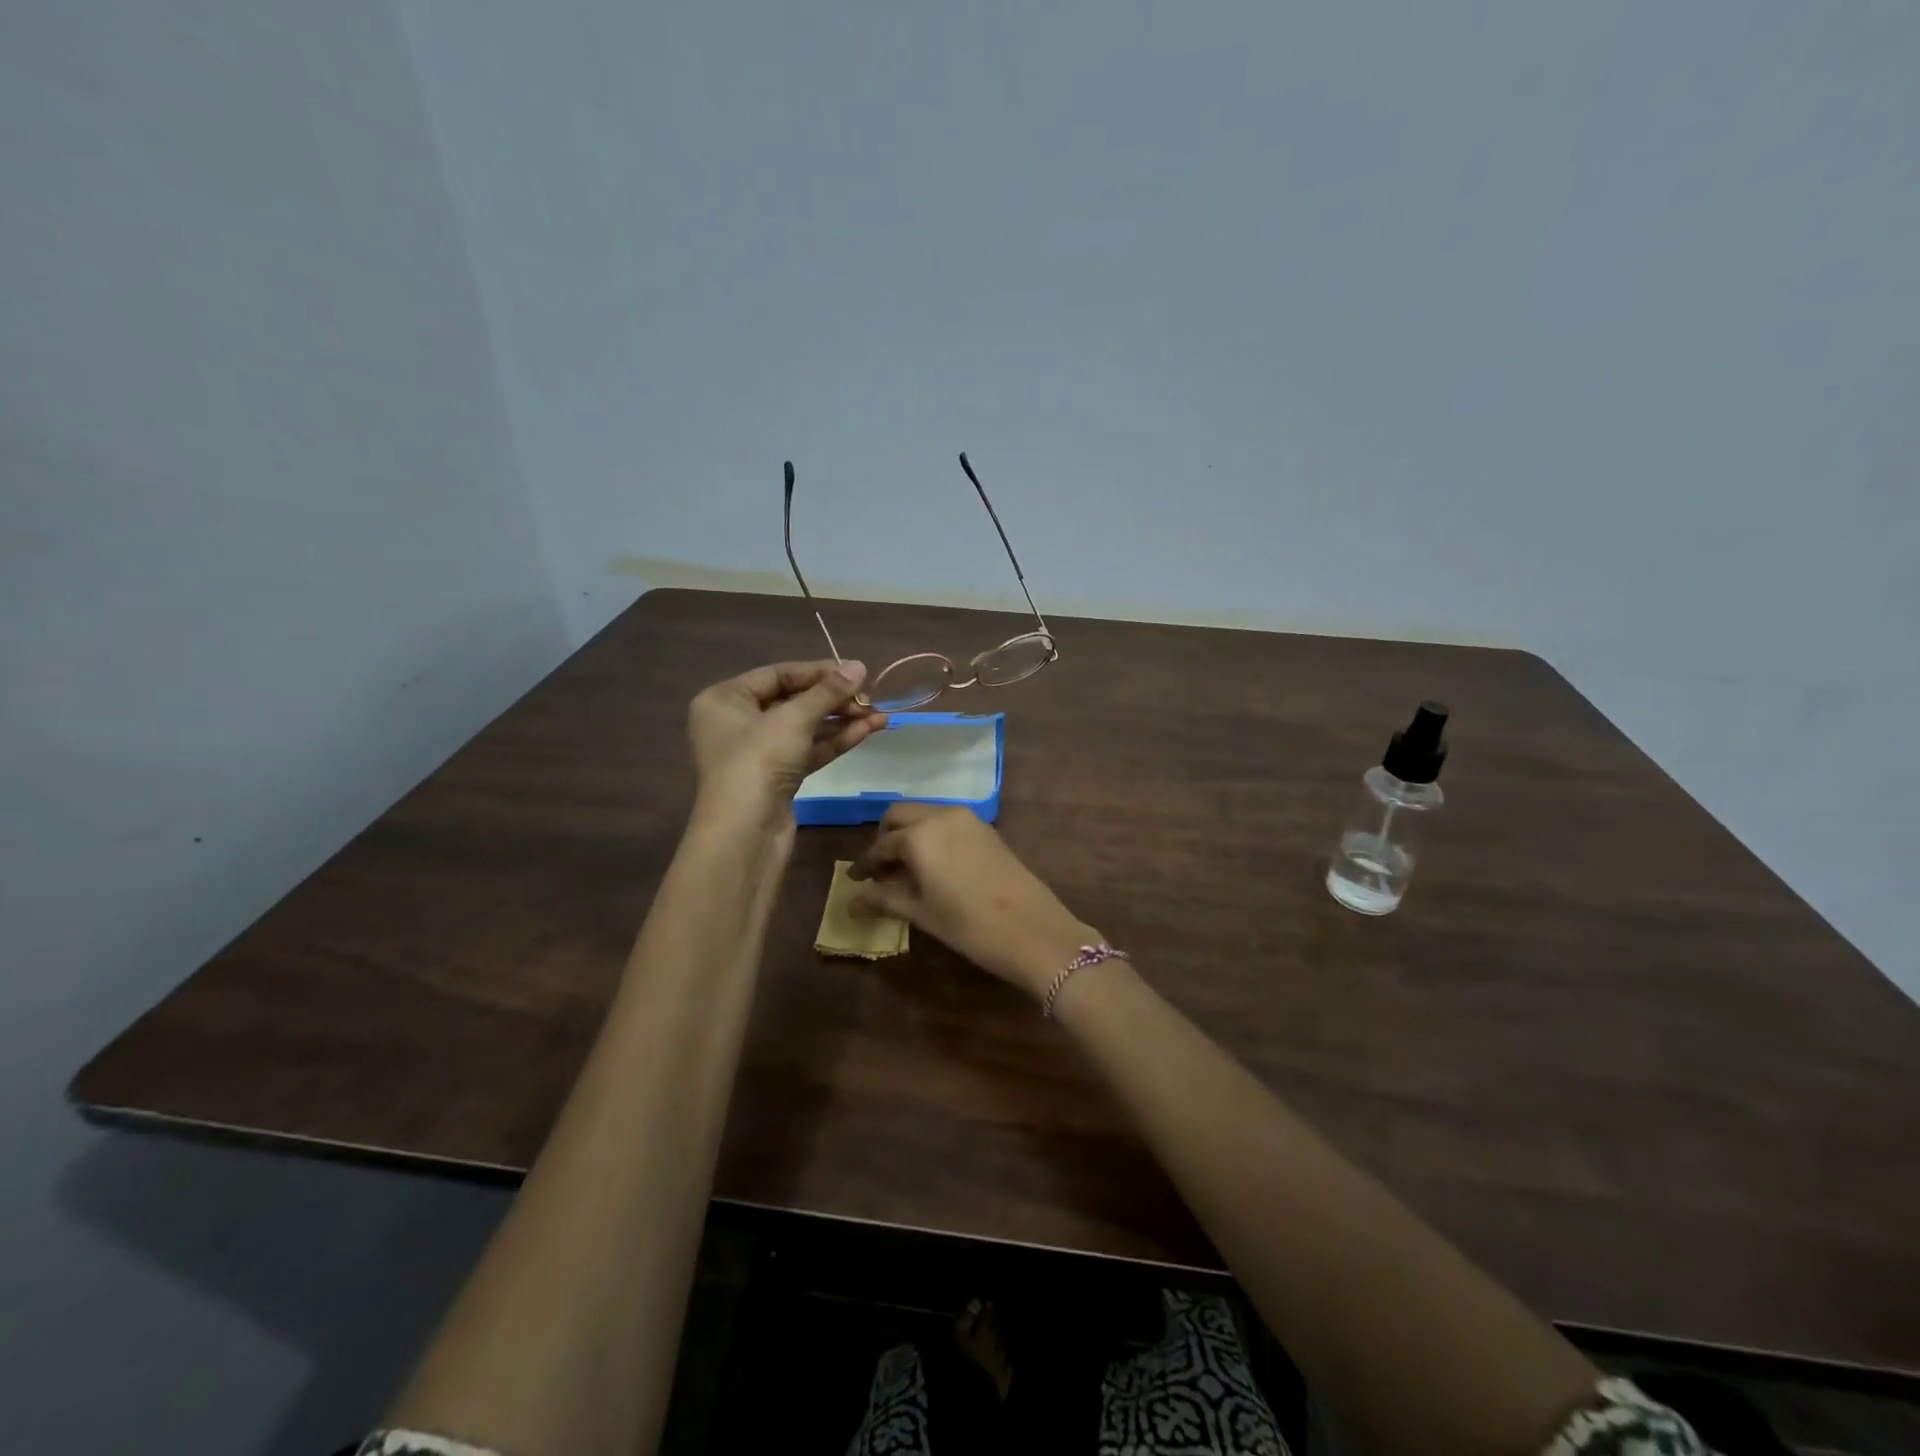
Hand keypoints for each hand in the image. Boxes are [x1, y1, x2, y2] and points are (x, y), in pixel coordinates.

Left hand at [687, 660, 885, 824]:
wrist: (745, 833)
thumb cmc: (757, 761)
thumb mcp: (794, 719)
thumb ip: (828, 692)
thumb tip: (859, 665)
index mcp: (725, 699)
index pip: (777, 674)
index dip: (818, 672)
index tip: (855, 672)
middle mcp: (737, 722)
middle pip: (793, 701)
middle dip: (834, 700)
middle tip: (870, 699)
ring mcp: (758, 753)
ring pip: (805, 728)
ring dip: (842, 721)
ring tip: (880, 715)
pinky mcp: (777, 777)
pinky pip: (809, 750)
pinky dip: (835, 741)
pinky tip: (867, 731)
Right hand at [847, 804, 1098, 999]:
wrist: (1033, 929)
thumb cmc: (969, 926)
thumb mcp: (922, 913)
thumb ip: (885, 899)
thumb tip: (852, 902)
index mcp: (919, 836)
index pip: (881, 845)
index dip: (865, 864)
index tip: (855, 880)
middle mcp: (941, 816)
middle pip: (901, 815)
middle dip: (885, 837)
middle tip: (880, 868)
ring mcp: (968, 819)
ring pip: (926, 814)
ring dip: (910, 833)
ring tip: (906, 869)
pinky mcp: (986, 829)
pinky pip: (948, 822)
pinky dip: (933, 835)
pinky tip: (934, 865)